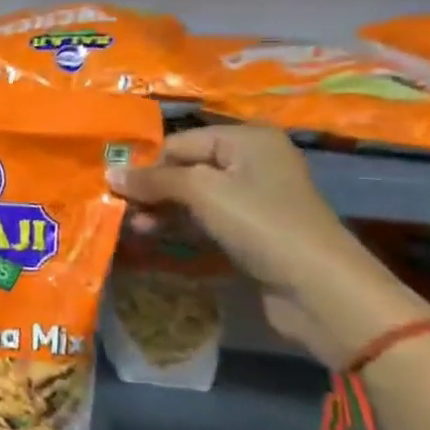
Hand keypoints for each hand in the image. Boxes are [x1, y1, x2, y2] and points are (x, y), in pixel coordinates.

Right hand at [109, 126, 426, 366]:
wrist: (320, 290)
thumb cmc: (261, 224)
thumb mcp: (202, 192)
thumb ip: (154, 180)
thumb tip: (109, 173)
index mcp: (246, 139)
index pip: (179, 142)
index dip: (146, 164)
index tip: (112, 188)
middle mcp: (250, 161)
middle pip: (185, 167)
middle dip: (152, 188)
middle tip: (120, 210)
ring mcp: (252, 198)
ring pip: (192, 196)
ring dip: (161, 209)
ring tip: (135, 228)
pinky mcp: (251, 231)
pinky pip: (205, 219)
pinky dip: (180, 225)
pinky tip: (155, 236)